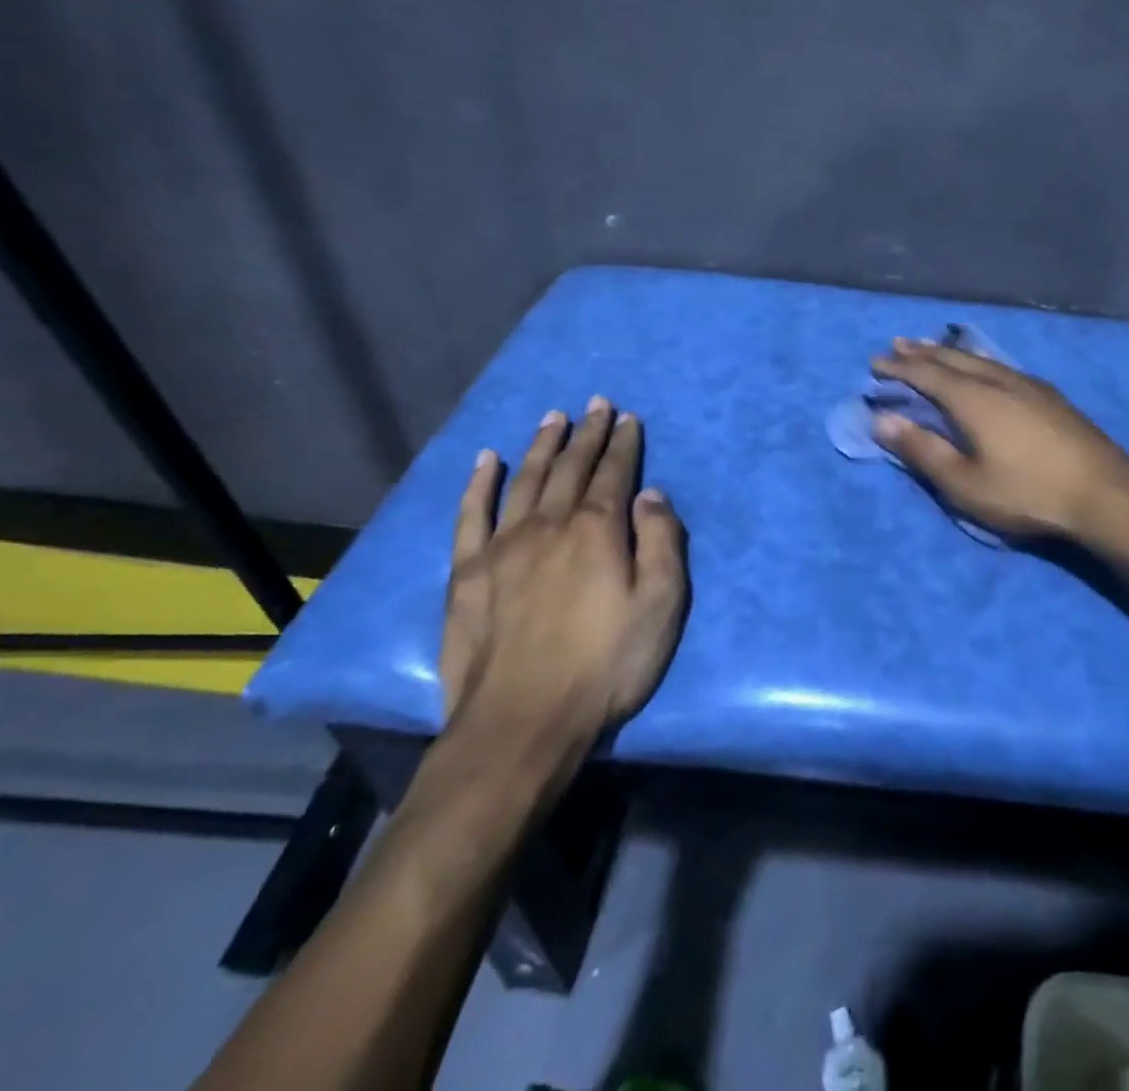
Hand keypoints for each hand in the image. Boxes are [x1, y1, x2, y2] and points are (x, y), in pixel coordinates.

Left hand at [438, 398, 687, 780]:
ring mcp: (502, 546)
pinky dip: (478, 483)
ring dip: (540, 445)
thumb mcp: (661, 606)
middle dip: (586, 433)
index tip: (628, 417)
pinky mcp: (467, 573)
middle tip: (595, 403)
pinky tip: (485, 459)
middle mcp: (549, 525)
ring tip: (552, 418)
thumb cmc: (605, 665)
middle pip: (570, 467)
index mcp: (597, 530)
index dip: (623, 443)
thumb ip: (661, 543)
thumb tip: (651, 494)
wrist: (522, 724)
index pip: (615, 473)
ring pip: (524, 480)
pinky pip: (470, 515)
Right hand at [869, 337, 1128, 540]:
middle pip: (953, 359)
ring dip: (950, 353)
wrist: (1103, 492)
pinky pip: (1001, 366)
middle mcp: (998, 381)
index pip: (926, 375)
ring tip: (933, 349)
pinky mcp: (1050, 395)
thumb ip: (922, 450)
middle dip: (922, 352)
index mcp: (973, 399)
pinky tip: (985, 368)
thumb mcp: (964, 483)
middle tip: (897, 345)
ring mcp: (1028, 385)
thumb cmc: (1027, 492)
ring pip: (980, 359)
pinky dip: (978, 361)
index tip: (874, 364)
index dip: (898, 368)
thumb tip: (882, 420)